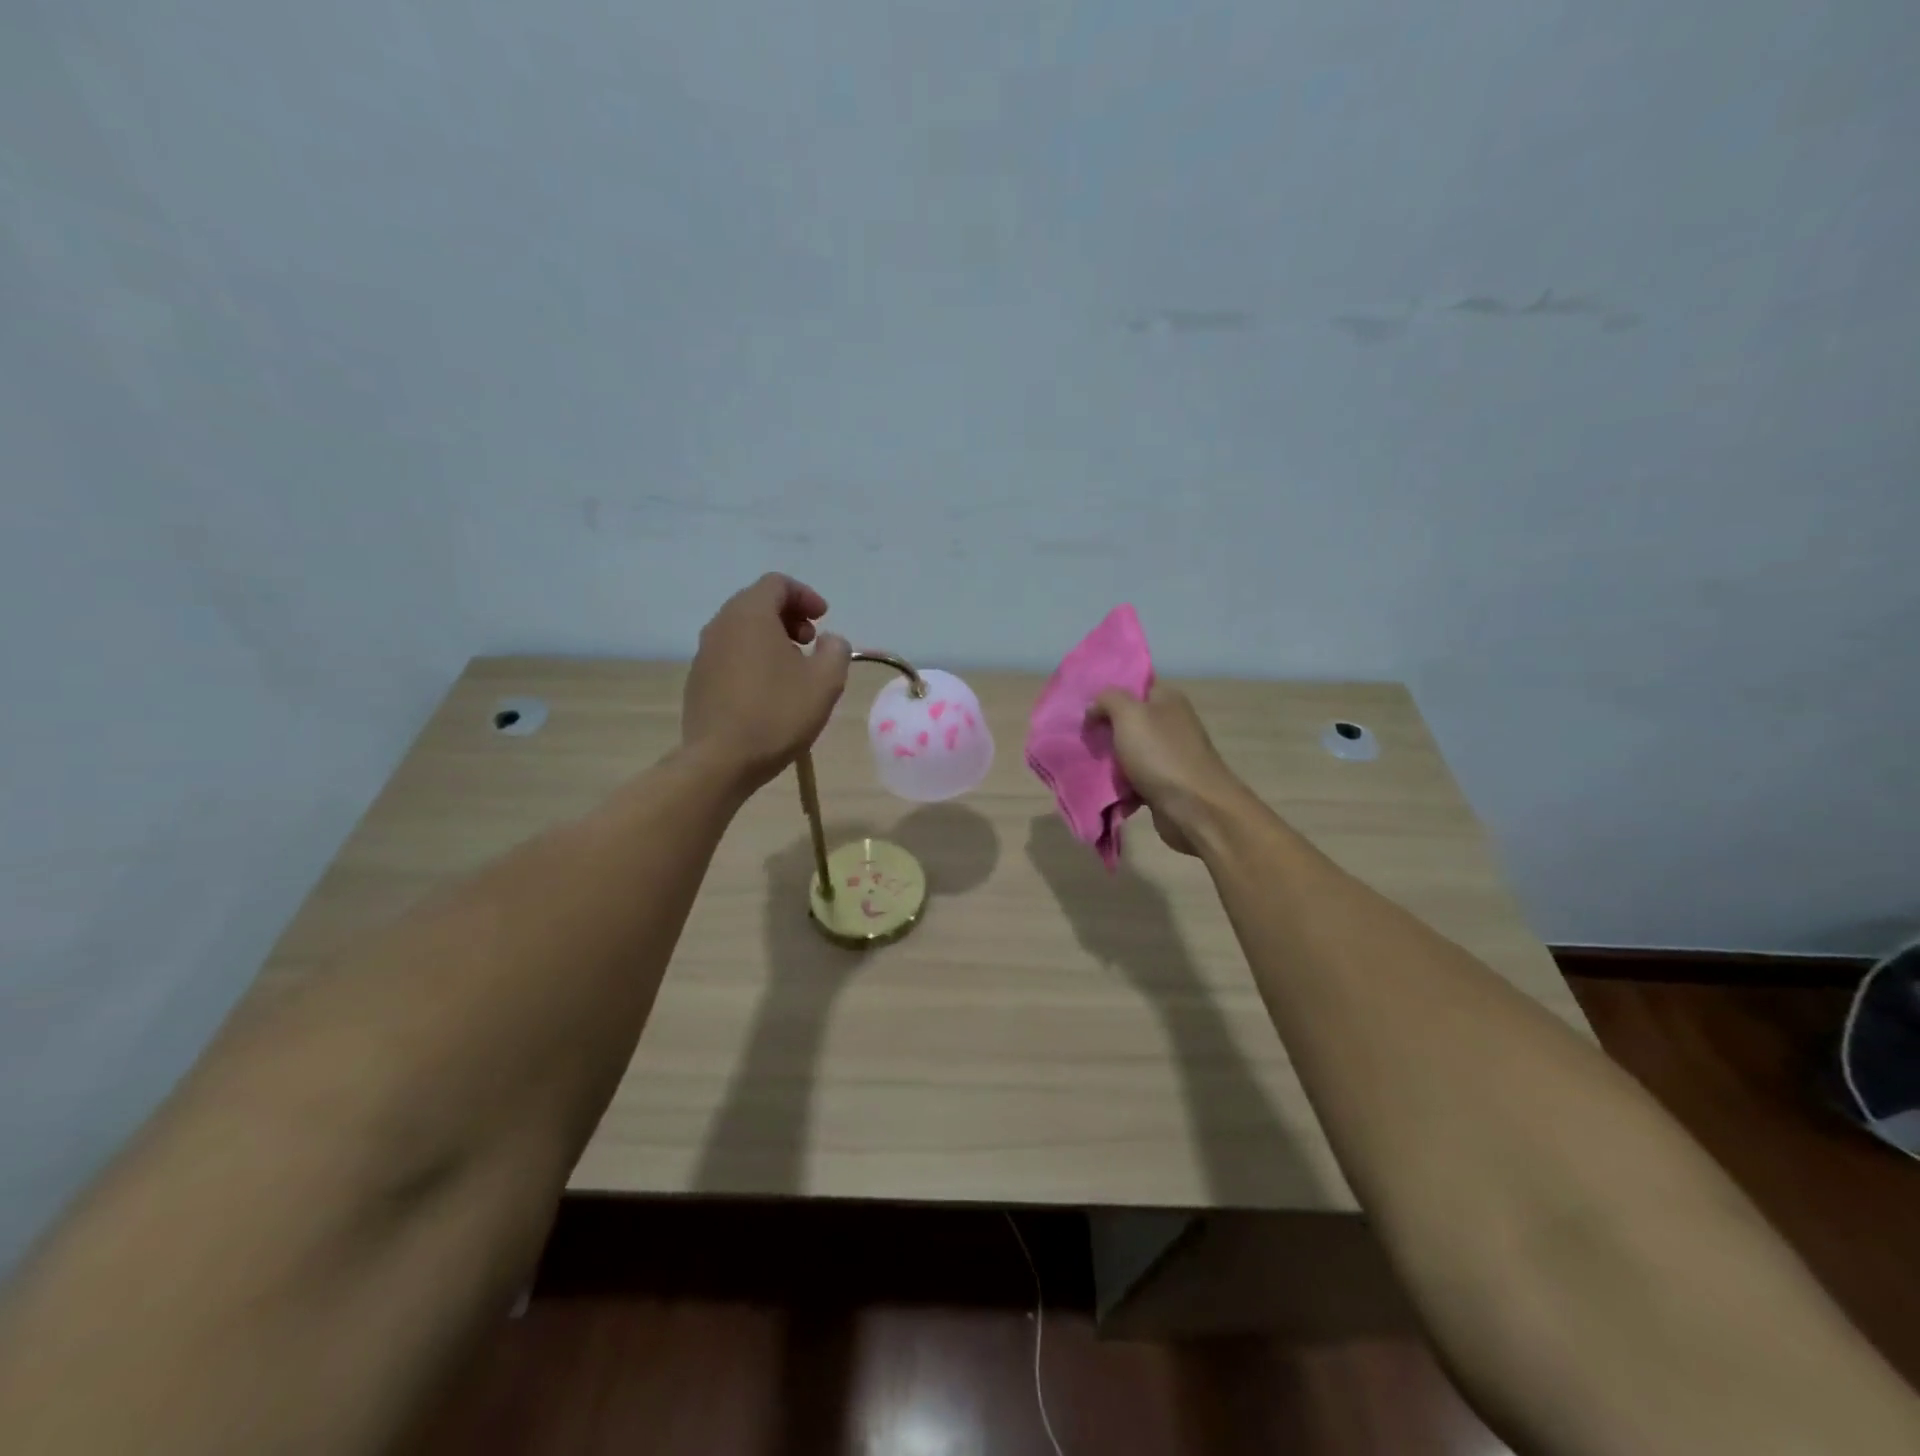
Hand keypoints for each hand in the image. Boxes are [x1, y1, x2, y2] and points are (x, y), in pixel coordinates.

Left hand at [683, 574, 851, 790]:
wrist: (720, 761)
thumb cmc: (777, 714)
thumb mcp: (825, 682)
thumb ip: (836, 651)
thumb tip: (830, 641)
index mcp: (750, 615)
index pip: (777, 584)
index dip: (805, 596)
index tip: (824, 620)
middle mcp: (721, 625)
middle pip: (757, 603)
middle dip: (789, 616)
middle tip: (811, 641)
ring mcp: (704, 653)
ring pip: (741, 629)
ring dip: (771, 637)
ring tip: (793, 668)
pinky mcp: (698, 680)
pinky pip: (730, 653)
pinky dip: (753, 657)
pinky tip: (769, 689)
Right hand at [1089, 685, 1248, 855]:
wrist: (1194, 808)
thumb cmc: (1160, 754)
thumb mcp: (1129, 715)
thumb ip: (1108, 700)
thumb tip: (1094, 707)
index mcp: (1167, 699)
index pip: (1135, 685)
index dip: (1108, 693)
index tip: (1083, 705)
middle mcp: (1170, 723)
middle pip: (1128, 720)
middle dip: (1104, 730)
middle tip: (1081, 737)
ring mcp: (1169, 755)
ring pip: (1129, 752)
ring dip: (1109, 760)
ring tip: (1085, 764)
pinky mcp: (1165, 784)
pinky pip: (1134, 779)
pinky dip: (1121, 785)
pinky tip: (1104, 789)